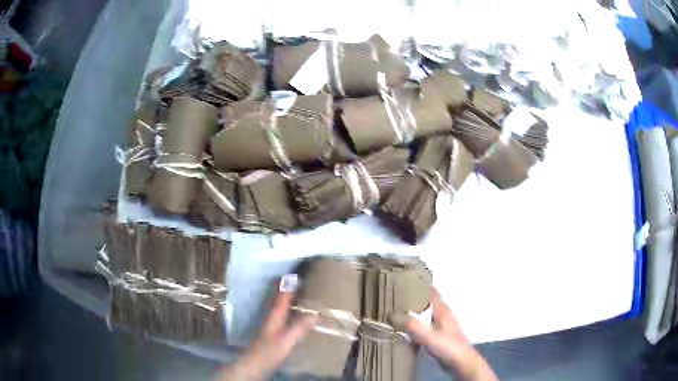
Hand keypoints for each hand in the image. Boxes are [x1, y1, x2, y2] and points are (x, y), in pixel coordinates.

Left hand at [217, 289, 316, 380]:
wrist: (255, 363)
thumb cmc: (269, 351)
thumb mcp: (287, 339)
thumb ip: (300, 327)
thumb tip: (315, 314)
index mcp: (275, 315)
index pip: (282, 295)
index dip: (288, 284)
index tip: (296, 273)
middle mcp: (272, 316)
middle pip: (279, 298)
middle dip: (287, 288)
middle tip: (299, 279)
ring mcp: (271, 323)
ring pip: (279, 306)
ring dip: (287, 298)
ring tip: (298, 292)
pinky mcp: (272, 331)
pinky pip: (281, 314)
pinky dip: (288, 309)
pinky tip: (294, 313)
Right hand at [390, 288, 497, 380]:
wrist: (460, 363)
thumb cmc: (448, 345)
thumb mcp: (428, 335)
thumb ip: (411, 325)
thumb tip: (391, 314)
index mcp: (442, 310)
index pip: (430, 292)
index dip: (418, 286)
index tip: (401, 281)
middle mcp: (441, 315)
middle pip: (425, 303)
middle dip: (411, 300)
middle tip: (390, 299)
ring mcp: (439, 327)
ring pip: (423, 316)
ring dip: (411, 314)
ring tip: (392, 313)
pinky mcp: (437, 338)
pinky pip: (422, 328)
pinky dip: (413, 327)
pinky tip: (402, 331)